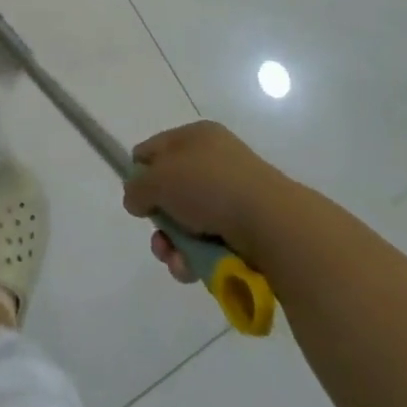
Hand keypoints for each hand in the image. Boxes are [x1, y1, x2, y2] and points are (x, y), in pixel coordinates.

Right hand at [122, 120, 284, 282]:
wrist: (271, 223)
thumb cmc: (209, 186)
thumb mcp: (159, 179)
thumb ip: (137, 187)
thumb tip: (136, 199)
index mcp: (196, 136)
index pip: (155, 149)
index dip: (140, 172)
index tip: (136, 196)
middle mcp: (215, 161)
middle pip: (171, 191)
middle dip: (159, 220)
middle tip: (158, 238)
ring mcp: (234, 196)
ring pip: (189, 223)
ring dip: (175, 246)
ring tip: (176, 261)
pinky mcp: (248, 229)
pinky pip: (210, 243)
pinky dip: (197, 258)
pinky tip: (193, 269)